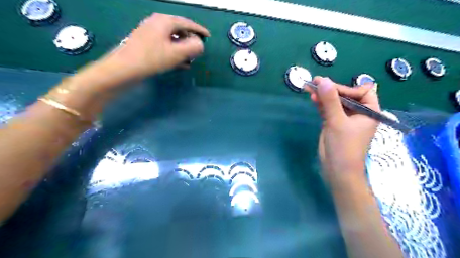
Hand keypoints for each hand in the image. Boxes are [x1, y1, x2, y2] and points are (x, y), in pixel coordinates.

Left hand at [108, 13, 209, 77]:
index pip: (187, 23)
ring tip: (189, 61)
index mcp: (165, 21)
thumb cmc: (153, 58)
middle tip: (197, 52)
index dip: (199, 30)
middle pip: (179, 30)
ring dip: (182, 49)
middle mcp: (157, 22)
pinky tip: (179, 64)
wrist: (125, 68)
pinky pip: (165, 45)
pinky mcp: (145, 42)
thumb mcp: (177, 53)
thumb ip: (193, 47)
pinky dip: (174, 52)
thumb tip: (200, 44)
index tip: (208, 37)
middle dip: (190, 41)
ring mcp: (150, 32)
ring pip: (172, 39)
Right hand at [307, 75, 378, 185]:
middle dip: (331, 89)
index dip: (347, 88)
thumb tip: (323, 80)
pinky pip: (328, 110)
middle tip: (315, 81)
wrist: (337, 170)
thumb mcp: (337, 122)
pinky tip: (313, 98)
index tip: (330, 88)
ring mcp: (345, 119)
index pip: (362, 91)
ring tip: (310, 87)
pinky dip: (321, 104)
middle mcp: (358, 113)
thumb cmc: (344, 147)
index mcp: (369, 112)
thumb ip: (330, 101)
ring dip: (323, 96)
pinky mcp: (334, 124)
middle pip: (346, 95)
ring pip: (335, 102)